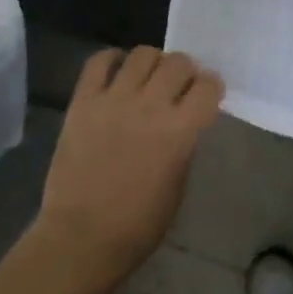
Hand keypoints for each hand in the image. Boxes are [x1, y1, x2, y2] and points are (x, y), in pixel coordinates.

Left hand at [34, 47, 223, 283]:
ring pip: (143, 54)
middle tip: (178, 87)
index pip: (208, 86)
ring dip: (153, 63)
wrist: (80, 239)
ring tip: (148, 80)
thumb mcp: (179, 184)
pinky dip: (112, 60)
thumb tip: (185, 120)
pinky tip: (117, 74)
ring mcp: (113, 100)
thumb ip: (185, 144)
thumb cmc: (138, 224)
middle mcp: (150, 106)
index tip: (207, 95)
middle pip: (179, 62)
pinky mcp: (83, 102)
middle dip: (185, 72)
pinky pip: (98, 62)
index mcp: (180, 131)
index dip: (212, 88)